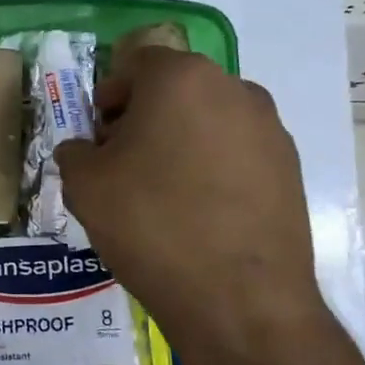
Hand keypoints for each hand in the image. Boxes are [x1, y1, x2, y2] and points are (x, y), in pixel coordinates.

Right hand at [53, 48, 328, 364]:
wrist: (239, 299)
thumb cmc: (152, 225)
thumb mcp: (86, 186)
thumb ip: (74, 152)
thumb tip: (83, 151)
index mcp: (181, 78)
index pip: (135, 65)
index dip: (109, 98)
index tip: (99, 140)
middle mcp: (233, 88)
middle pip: (175, 89)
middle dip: (144, 118)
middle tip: (124, 165)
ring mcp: (269, 128)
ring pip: (208, 120)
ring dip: (180, 141)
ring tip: (164, 193)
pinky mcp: (290, 166)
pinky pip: (237, 152)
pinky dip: (213, 168)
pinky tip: (200, 212)